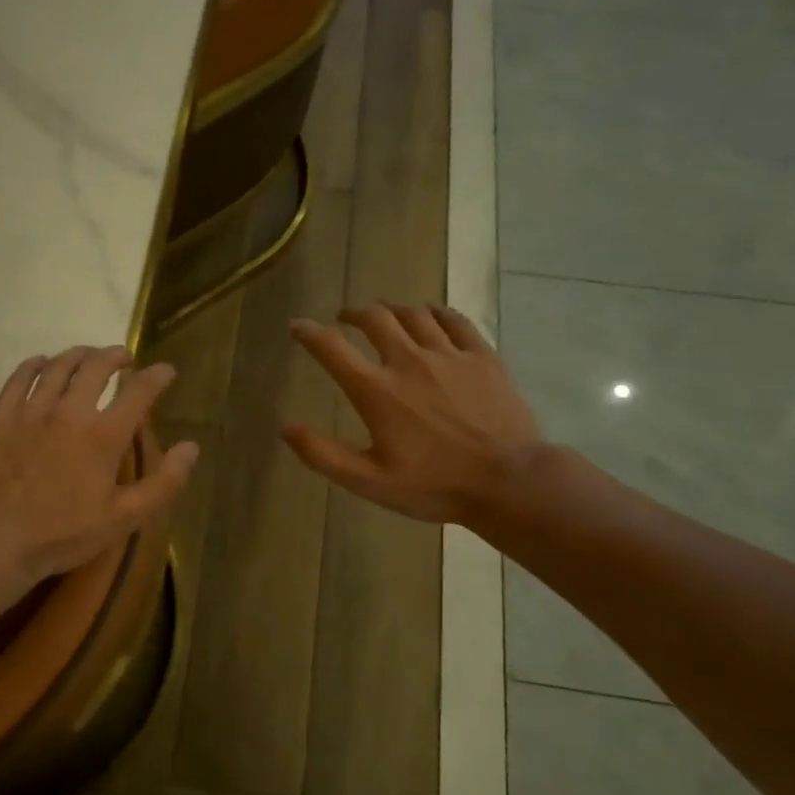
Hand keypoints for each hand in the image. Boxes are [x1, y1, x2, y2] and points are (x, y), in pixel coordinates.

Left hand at [0, 345, 197, 586]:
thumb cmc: (64, 534)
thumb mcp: (124, 518)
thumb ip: (164, 483)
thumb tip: (191, 447)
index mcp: (104, 435)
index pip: (139, 391)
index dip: (157, 376)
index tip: (165, 371)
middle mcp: (70, 411)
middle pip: (97, 366)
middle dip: (116, 355)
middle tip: (124, 358)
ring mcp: (31, 410)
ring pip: (59, 365)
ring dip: (80, 354)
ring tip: (88, 356)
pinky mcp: (1, 416)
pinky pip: (20, 377)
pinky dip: (36, 364)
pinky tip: (42, 364)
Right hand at [282, 303, 543, 526]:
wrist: (508, 481)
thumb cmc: (435, 485)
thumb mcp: (370, 481)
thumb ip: (324, 454)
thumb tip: (286, 429)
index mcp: (377, 391)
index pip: (332, 349)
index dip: (309, 333)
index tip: (297, 325)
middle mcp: (409, 361)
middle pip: (375, 319)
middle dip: (353, 313)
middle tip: (345, 317)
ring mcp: (449, 355)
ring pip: (413, 314)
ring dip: (392, 310)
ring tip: (385, 315)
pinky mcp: (482, 357)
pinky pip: (454, 320)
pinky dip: (435, 312)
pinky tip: (430, 315)